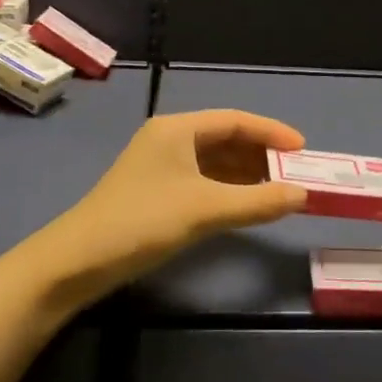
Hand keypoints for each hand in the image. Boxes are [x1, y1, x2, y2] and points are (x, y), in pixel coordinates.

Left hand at [40, 110, 308, 295]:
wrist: (77, 261)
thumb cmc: (142, 221)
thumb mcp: (205, 210)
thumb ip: (257, 201)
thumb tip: (303, 195)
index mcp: (177, 129)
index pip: (234, 120)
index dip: (271, 132)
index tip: (303, 150)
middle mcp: (170, 139)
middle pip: (225, 138)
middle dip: (261, 154)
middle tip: (295, 174)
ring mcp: (161, 166)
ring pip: (214, 161)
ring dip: (246, 173)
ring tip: (280, 190)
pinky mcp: (157, 191)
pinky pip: (203, 180)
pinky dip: (228, 189)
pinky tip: (247, 204)